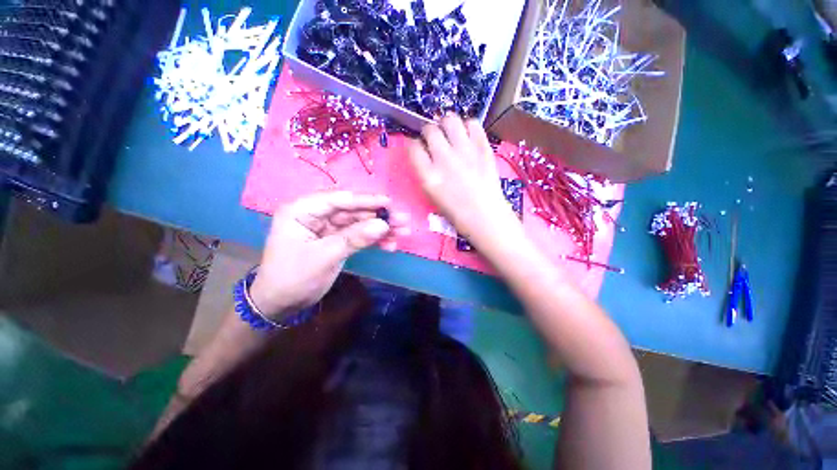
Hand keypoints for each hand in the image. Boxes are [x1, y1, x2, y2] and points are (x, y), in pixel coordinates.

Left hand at [250, 191, 408, 318]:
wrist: (281, 304)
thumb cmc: (293, 278)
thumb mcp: (324, 257)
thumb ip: (354, 238)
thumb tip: (383, 225)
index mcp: (302, 210)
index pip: (338, 199)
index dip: (366, 200)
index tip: (389, 203)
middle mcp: (316, 214)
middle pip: (353, 210)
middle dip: (378, 215)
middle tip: (402, 219)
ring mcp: (328, 227)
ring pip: (359, 222)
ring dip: (381, 228)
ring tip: (403, 232)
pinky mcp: (336, 239)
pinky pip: (358, 235)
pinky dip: (374, 239)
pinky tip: (390, 244)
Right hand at [408, 115, 522, 248]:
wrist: (486, 217)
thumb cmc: (457, 213)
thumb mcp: (433, 196)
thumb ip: (426, 173)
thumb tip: (425, 154)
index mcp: (429, 177)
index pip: (413, 147)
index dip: (413, 144)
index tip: (417, 146)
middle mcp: (444, 160)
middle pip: (430, 130)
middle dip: (428, 132)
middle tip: (434, 139)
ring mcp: (465, 152)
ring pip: (450, 120)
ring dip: (446, 124)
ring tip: (450, 132)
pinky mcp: (483, 148)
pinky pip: (473, 124)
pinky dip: (468, 126)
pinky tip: (467, 136)